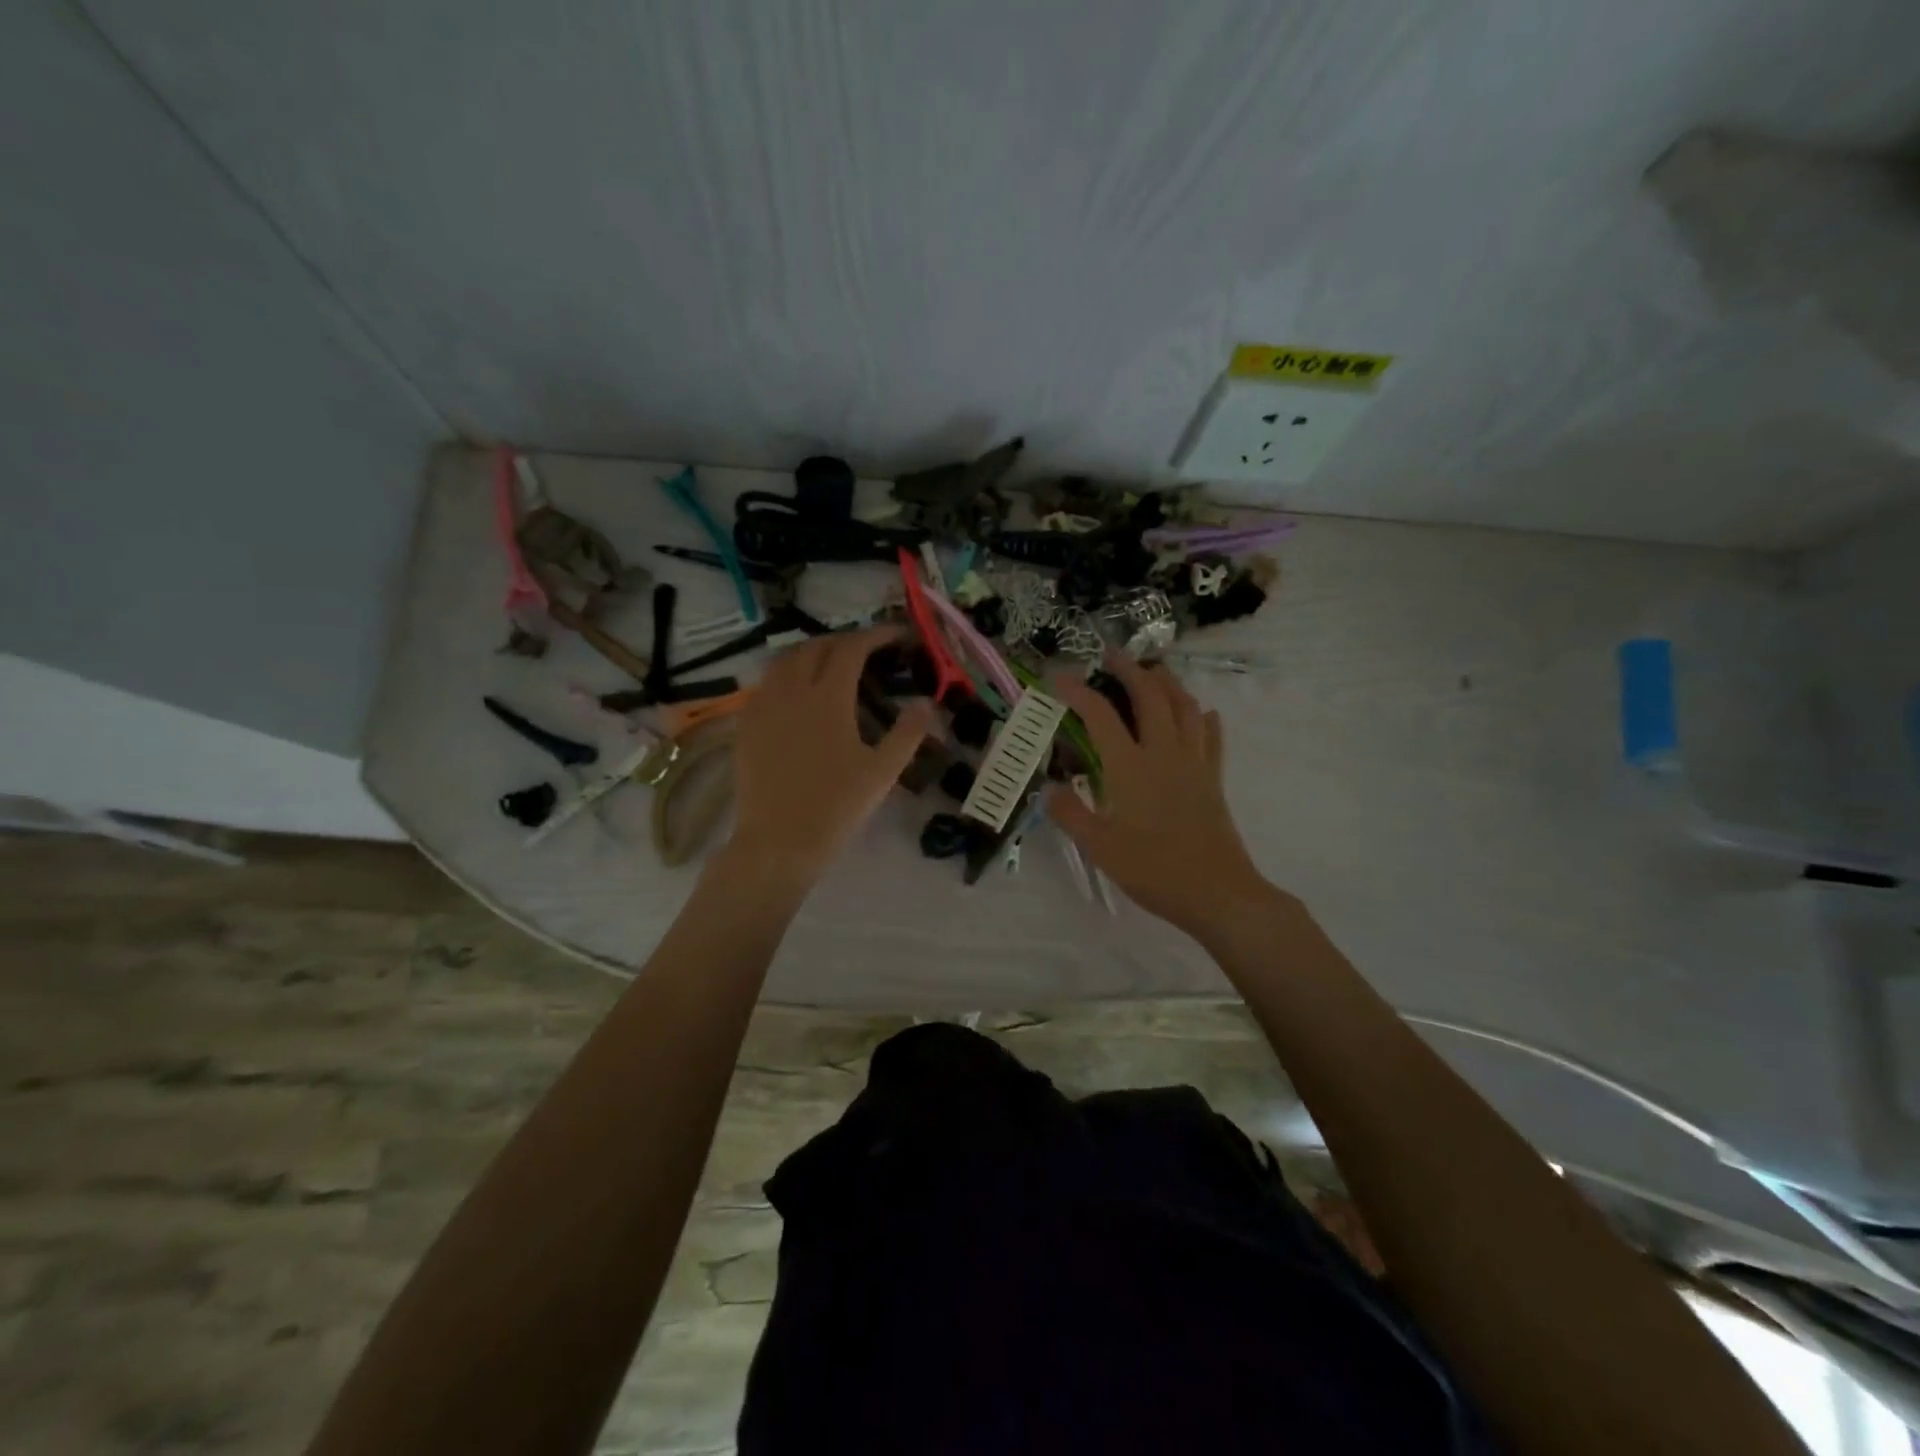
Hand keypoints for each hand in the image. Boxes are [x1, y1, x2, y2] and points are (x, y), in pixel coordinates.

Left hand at [725, 626, 936, 890]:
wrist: (778, 842)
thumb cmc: (836, 807)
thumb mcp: (882, 772)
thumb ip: (908, 733)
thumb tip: (926, 703)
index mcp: (827, 697)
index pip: (852, 649)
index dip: (876, 635)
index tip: (897, 635)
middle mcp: (791, 690)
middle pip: (816, 647)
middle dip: (844, 640)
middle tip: (868, 650)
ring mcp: (763, 706)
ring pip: (785, 660)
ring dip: (812, 652)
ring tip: (832, 664)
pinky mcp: (746, 724)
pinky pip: (766, 683)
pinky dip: (787, 674)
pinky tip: (798, 693)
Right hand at [1047, 653, 1273, 933]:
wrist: (1217, 893)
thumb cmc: (1153, 870)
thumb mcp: (1099, 847)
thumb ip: (1071, 814)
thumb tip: (1050, 790)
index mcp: (1130, 767)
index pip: (1100, 716)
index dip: (1077, 692)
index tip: (1058, 678)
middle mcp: (1164, 753)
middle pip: (1150, 696)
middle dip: (1129, 670)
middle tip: (1112, 656)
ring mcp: (1194, 763)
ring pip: (1185, 707)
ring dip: (1168, 683)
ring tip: (1153, 673)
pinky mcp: (1213, 779)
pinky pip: (1211, 736)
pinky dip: (1203, 717)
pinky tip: (1201, 712)